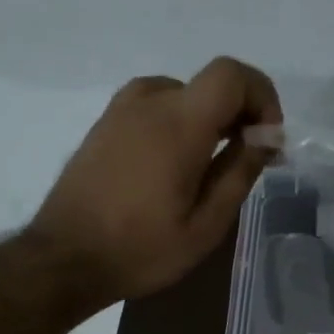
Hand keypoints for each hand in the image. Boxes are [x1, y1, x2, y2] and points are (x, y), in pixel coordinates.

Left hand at [30, 57, 282, 301]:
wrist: (64, 259)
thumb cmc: (142, 248)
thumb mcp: (206, 223)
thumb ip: (240, 170)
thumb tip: (269, 135)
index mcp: (179, 123)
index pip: (232, 74)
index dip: (261, 96)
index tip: (267, 138)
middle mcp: (149, 102)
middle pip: (210, 84)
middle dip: (240, 113)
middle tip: (250, 160)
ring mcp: (121, 111)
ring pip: (183, 93)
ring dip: (208, 118)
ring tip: (212, 165)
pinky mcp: (104, 125)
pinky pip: (155, 106)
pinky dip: (179, 122)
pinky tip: (175, 166)